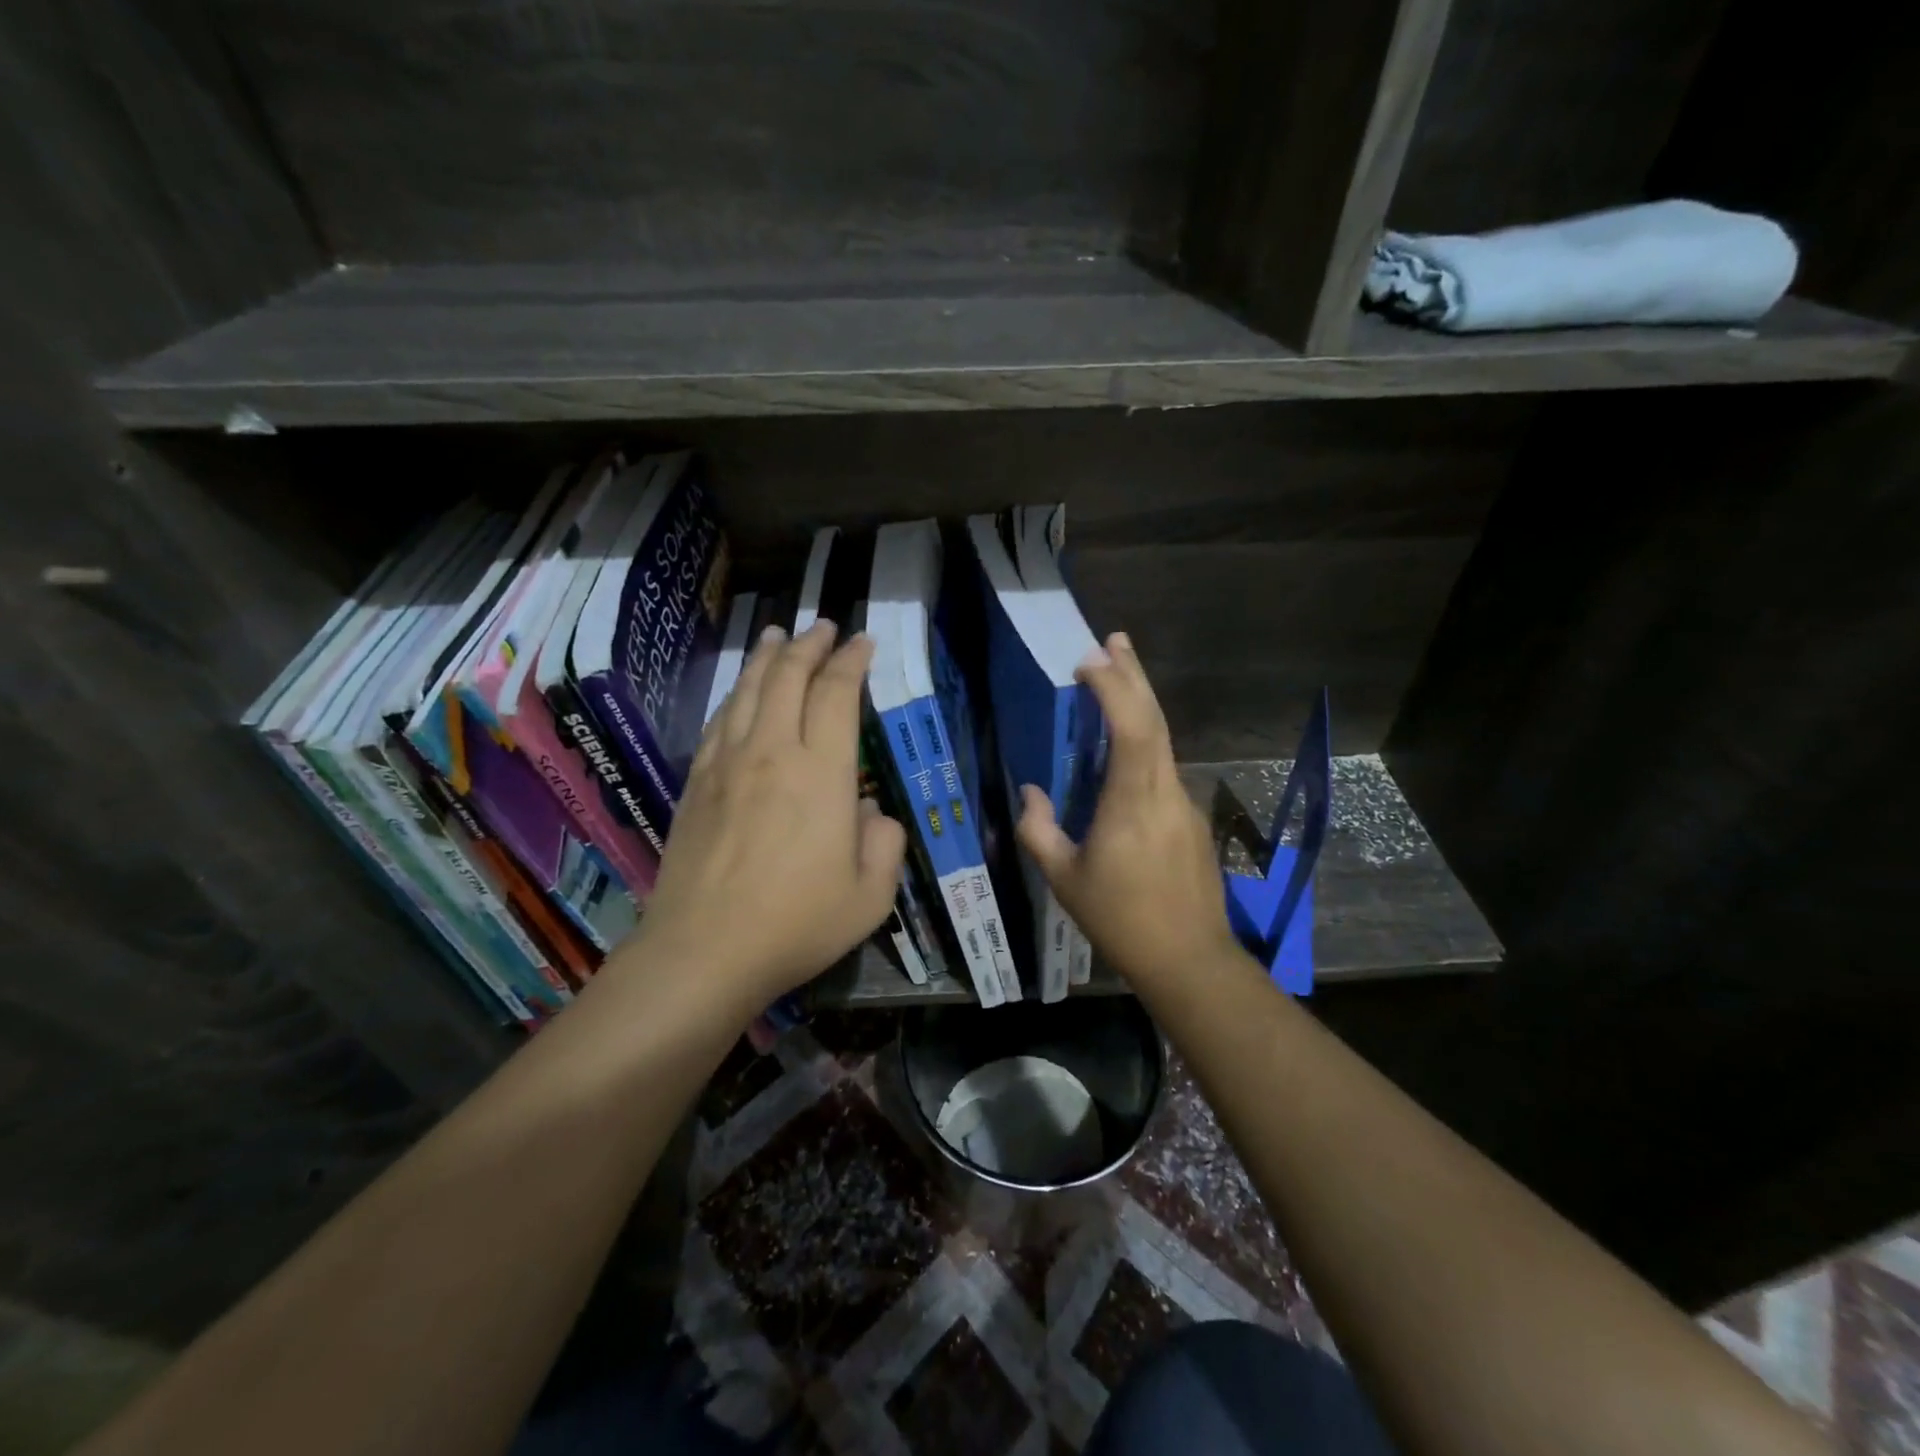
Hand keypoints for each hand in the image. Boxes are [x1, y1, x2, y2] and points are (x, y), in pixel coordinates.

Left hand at [627, 622, 906, 1011]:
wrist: (703, 951)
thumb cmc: (796, 924)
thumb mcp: (870, 895)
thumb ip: (884, 843)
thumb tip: (868, 809)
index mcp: (822, 773)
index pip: (837, 694)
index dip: (851, 662)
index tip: (862, 642)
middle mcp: (772, 752)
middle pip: (787, 678)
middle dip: (810, 645)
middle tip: (824, 627)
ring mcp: (727, 765)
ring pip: (747, 691)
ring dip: (767, 658)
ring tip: (779, 636)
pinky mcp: (696, 784)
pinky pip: (718, 722)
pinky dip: (735, 695)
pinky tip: (740, 692)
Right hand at [1016, 632, 1237, 987]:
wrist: (1189, 958)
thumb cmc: (1120, 919)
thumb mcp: (1064, 879)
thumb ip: (1038, 831)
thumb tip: (1031, 793)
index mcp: (1132, 803)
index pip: (1131, 729)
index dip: (1114, 689)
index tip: (1089, 661)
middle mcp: (1164, 791)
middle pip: (1155, 720)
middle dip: (1134, 676)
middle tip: (1114, 640)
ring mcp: (1184, 804)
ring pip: (1163, 741)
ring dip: (1140, 705)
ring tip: (1117, 679)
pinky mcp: (1191, 819)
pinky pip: (1164, 767)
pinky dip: (1145, 740)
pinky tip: (1126, 747)